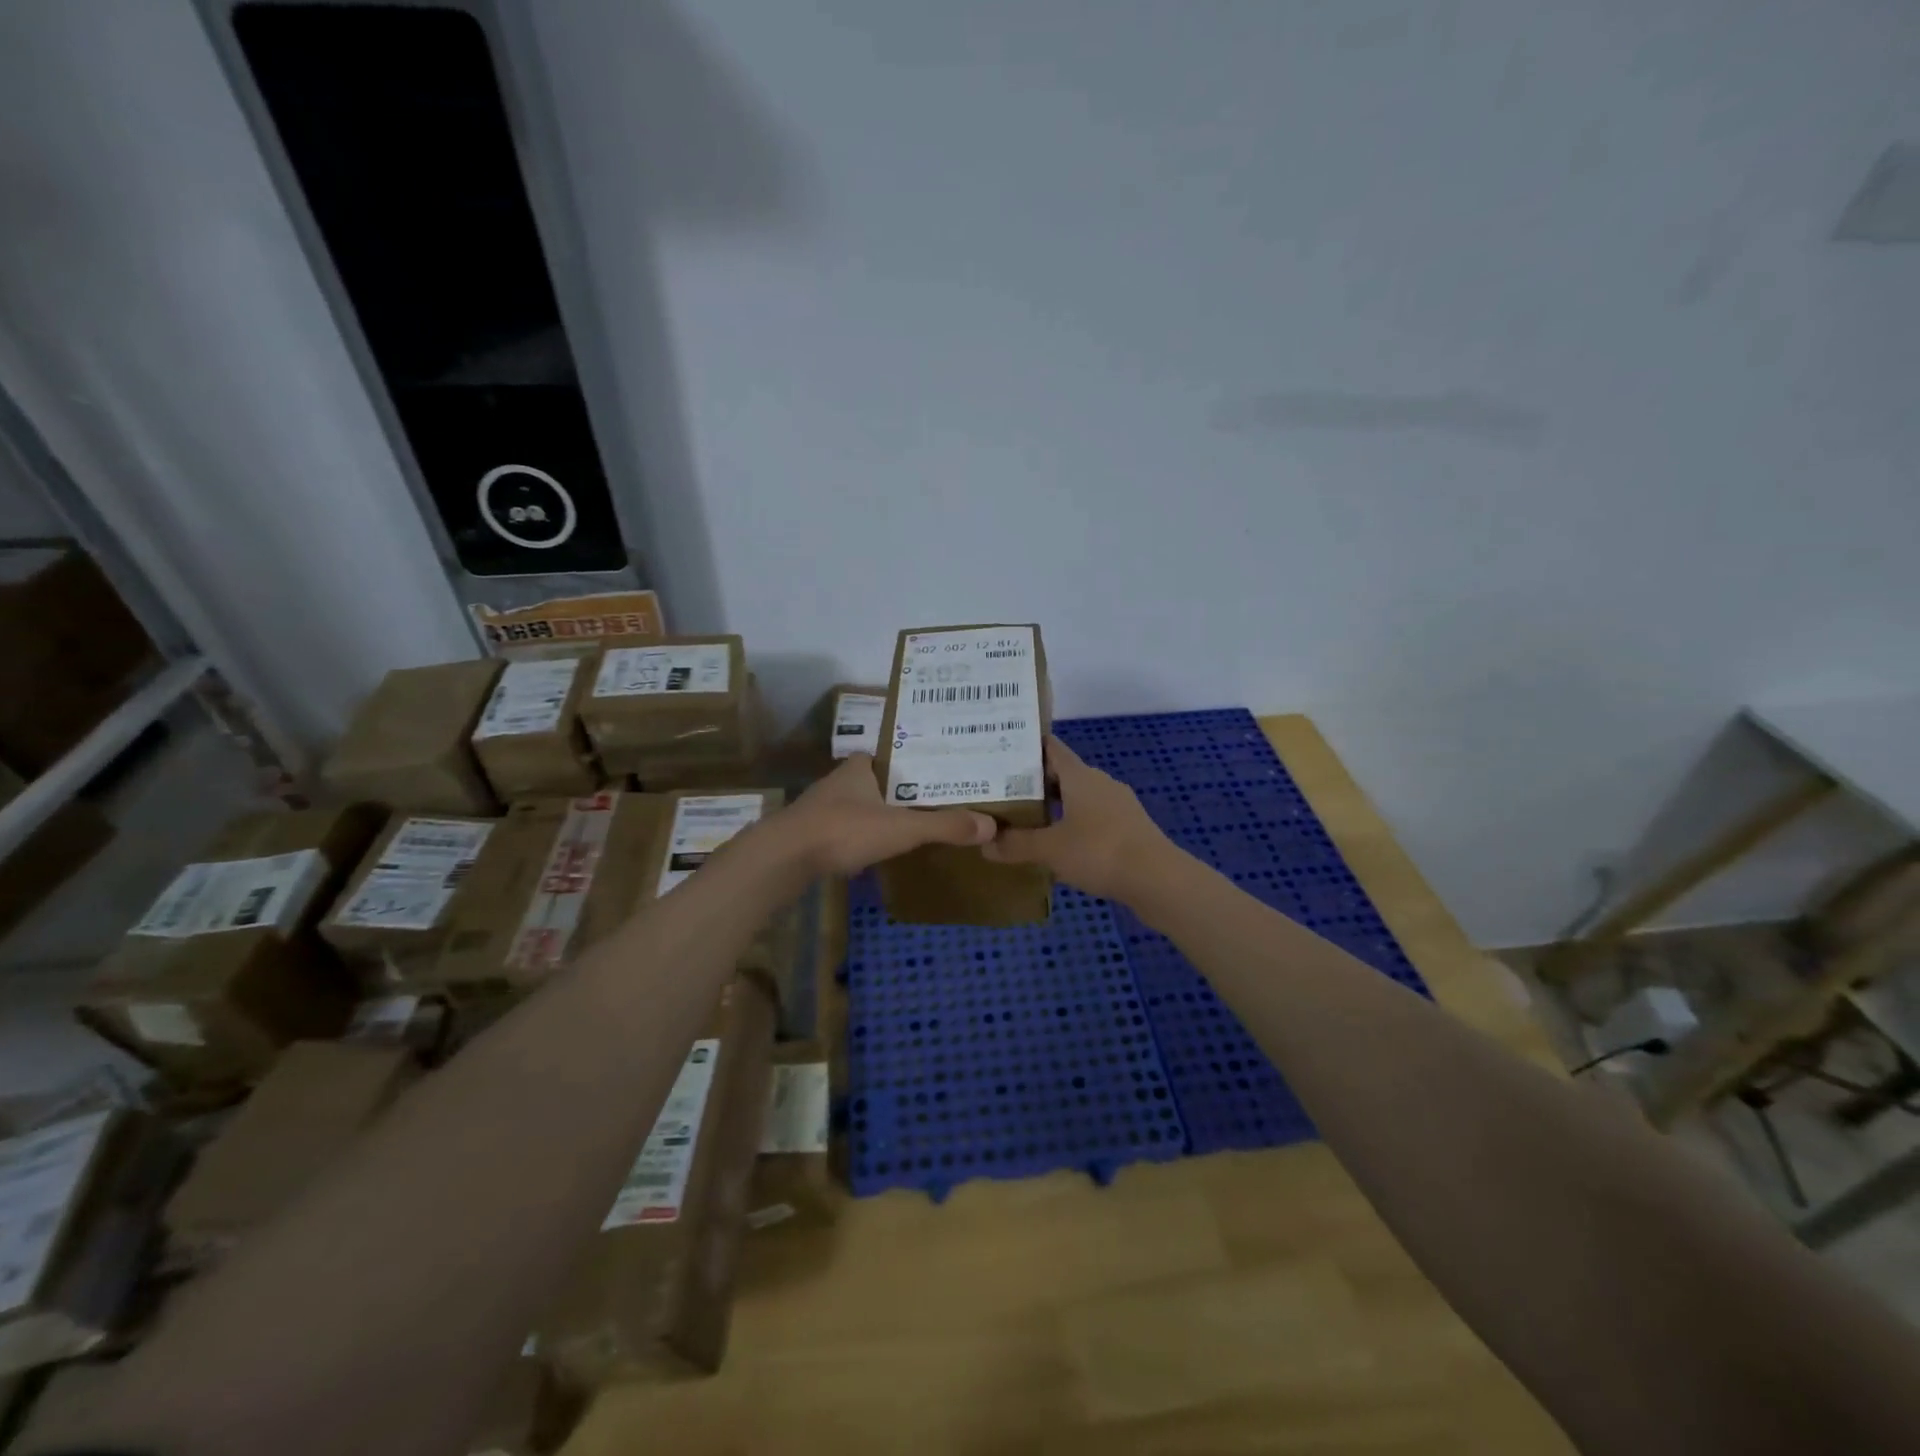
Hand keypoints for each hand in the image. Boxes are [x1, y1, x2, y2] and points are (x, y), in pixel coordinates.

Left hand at [780, 753, 995, 875]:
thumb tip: (991, 825)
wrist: (784, 858)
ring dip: (882, 813)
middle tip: (937, 801)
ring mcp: (822, 806)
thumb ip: (945, 826)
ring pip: (861, 805)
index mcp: (860, 766)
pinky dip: (864, 835)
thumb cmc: (844, 830)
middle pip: (879, 781)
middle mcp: (840, 780)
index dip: (915, 761)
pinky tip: (879, 849)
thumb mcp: (903, 828)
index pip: (893, 754)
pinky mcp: (811, 832)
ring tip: (915, 825)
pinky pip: (847, 828)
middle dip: (902, 791)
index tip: (940, 773)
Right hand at [981, 735, 1172, 902]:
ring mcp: (1118, 805)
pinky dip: (1074, 826)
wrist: (1158, 880)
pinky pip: (1093, 819)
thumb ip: (1016, 844)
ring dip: (1055, 806)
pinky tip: (1059, 846)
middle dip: (1034, 782)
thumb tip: (985, 843)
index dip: (1026, 746)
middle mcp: (1100, 783)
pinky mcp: (1129, 829)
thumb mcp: (1050, 849)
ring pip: (1079, 798)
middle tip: (1002, 792)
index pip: (1050, 748)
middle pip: (1062, 774)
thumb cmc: (1099, 851)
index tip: (1001, 751)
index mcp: (1080, 776)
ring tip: (1026, 821)